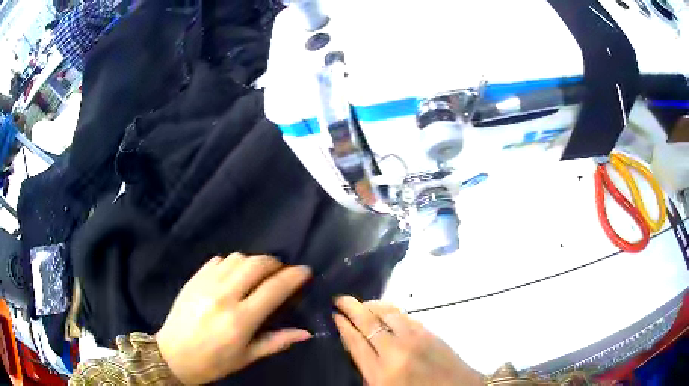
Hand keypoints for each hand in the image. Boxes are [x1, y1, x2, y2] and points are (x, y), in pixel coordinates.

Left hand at [156, 254, 312, 384]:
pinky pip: (218, 260)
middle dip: (275, 263)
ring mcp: (206, 284)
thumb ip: (276, 341)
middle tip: (282, 272)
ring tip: (258, 273)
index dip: (294, 276)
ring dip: (253, 262)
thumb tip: (305, 332)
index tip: (305, 271)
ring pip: (237, 258)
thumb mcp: (247, 357)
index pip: (274, 289)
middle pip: (256, 264)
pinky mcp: (193, 279)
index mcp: (240, 320)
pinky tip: (233, 275)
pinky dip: (232, 263)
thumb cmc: (213, 362)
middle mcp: (224, 296)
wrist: (172, 355)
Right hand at [333, 296, 483, 385]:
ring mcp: (415, 340)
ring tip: (362, 303)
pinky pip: (406, 316)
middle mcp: (396, 352)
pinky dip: (392, 310)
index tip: (334, 314)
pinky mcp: (431, 334)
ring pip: (388, 313)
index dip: (343, 326)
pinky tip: (387, 311)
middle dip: (351, 307)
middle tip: (340, 298)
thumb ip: (368, 373)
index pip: (355, 342)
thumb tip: (357, 348)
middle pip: (368, 323)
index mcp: (381, 373)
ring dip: (372, 305)